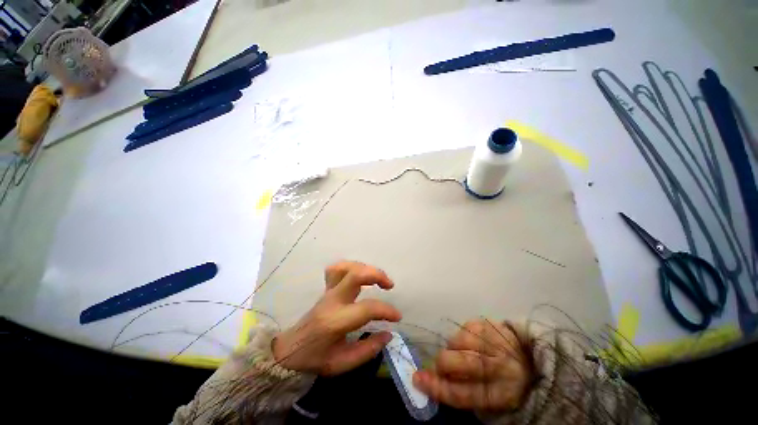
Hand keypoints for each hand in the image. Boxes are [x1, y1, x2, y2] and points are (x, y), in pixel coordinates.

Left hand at [272, 261, 401, 375]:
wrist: (289, 350)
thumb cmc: (316, 358)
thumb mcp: (342, 363)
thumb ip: (368, 350)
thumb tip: (389, 333)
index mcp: (336, 321)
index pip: (367, 308)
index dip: (386, 310)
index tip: (397, 317)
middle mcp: (332, 300)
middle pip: (355, 275)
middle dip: (376, 275)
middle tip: (389, 285)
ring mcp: (328, 291)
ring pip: (345, 267)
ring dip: (365, 268)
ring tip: (376, 278)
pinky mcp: (326, 288)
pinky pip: (337, 269)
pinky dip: (351, 267)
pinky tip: (359, 274)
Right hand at [413, 320, 531, 410]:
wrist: (530, 359)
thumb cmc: (505, 383)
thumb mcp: (489, 397)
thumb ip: (462, 391)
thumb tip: (429, 379)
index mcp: (501, 394)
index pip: (463, 393)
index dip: (438, 387)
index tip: (417, 379)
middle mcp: (500, 366)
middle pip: (460, 362)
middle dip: (442, 363)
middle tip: (439, 365)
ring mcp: (495, 341)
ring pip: (459, 341)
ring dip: (452, 348)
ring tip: (459, 352)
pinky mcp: (490, 324)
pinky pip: (464, 327)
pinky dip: (461, 336)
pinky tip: (469, 342)